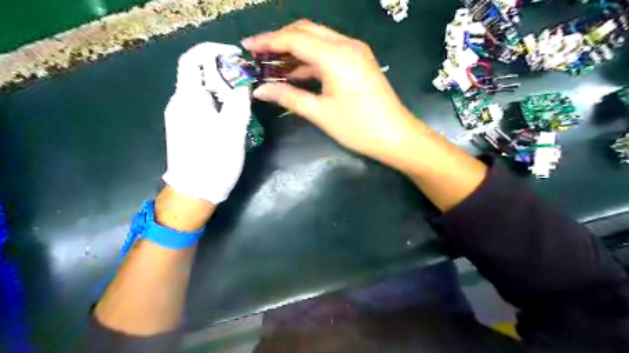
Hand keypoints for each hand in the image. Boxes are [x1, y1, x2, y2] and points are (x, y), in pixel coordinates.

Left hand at [163, 41, 252, 203]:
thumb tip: (242, 79)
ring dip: (222, 88)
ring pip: (201, 90)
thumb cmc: (215, 160)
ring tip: (242, 100)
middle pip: (198, 74)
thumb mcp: (234, 129)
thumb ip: (239, 99)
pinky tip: (231, 115)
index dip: (214, 50)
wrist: (194, 192)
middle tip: (246, 83)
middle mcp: (178, 102)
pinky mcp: (184, 127)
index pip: (193, 59)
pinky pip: (200, 104)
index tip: (237, 56)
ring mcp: (179, 115)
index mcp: (188, 98)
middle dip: (223, 72)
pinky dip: (217, 101)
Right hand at [242, 19, 421, 164]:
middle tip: (258, 54)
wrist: (396, 136)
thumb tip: (260, 90)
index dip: (267, 41)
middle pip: (306, 31)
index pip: (294, 39)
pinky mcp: (359, 62)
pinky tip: (296, 73)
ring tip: (272, 64)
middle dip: (280, 40)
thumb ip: (289, 97)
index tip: (246, 47)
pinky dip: (311, 60)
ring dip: (295, 49)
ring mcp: (355, 52)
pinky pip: (329, 53)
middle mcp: (346, 45)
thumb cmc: (358, 127)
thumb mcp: (320, 113)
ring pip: (318, 40)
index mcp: (335, 55)